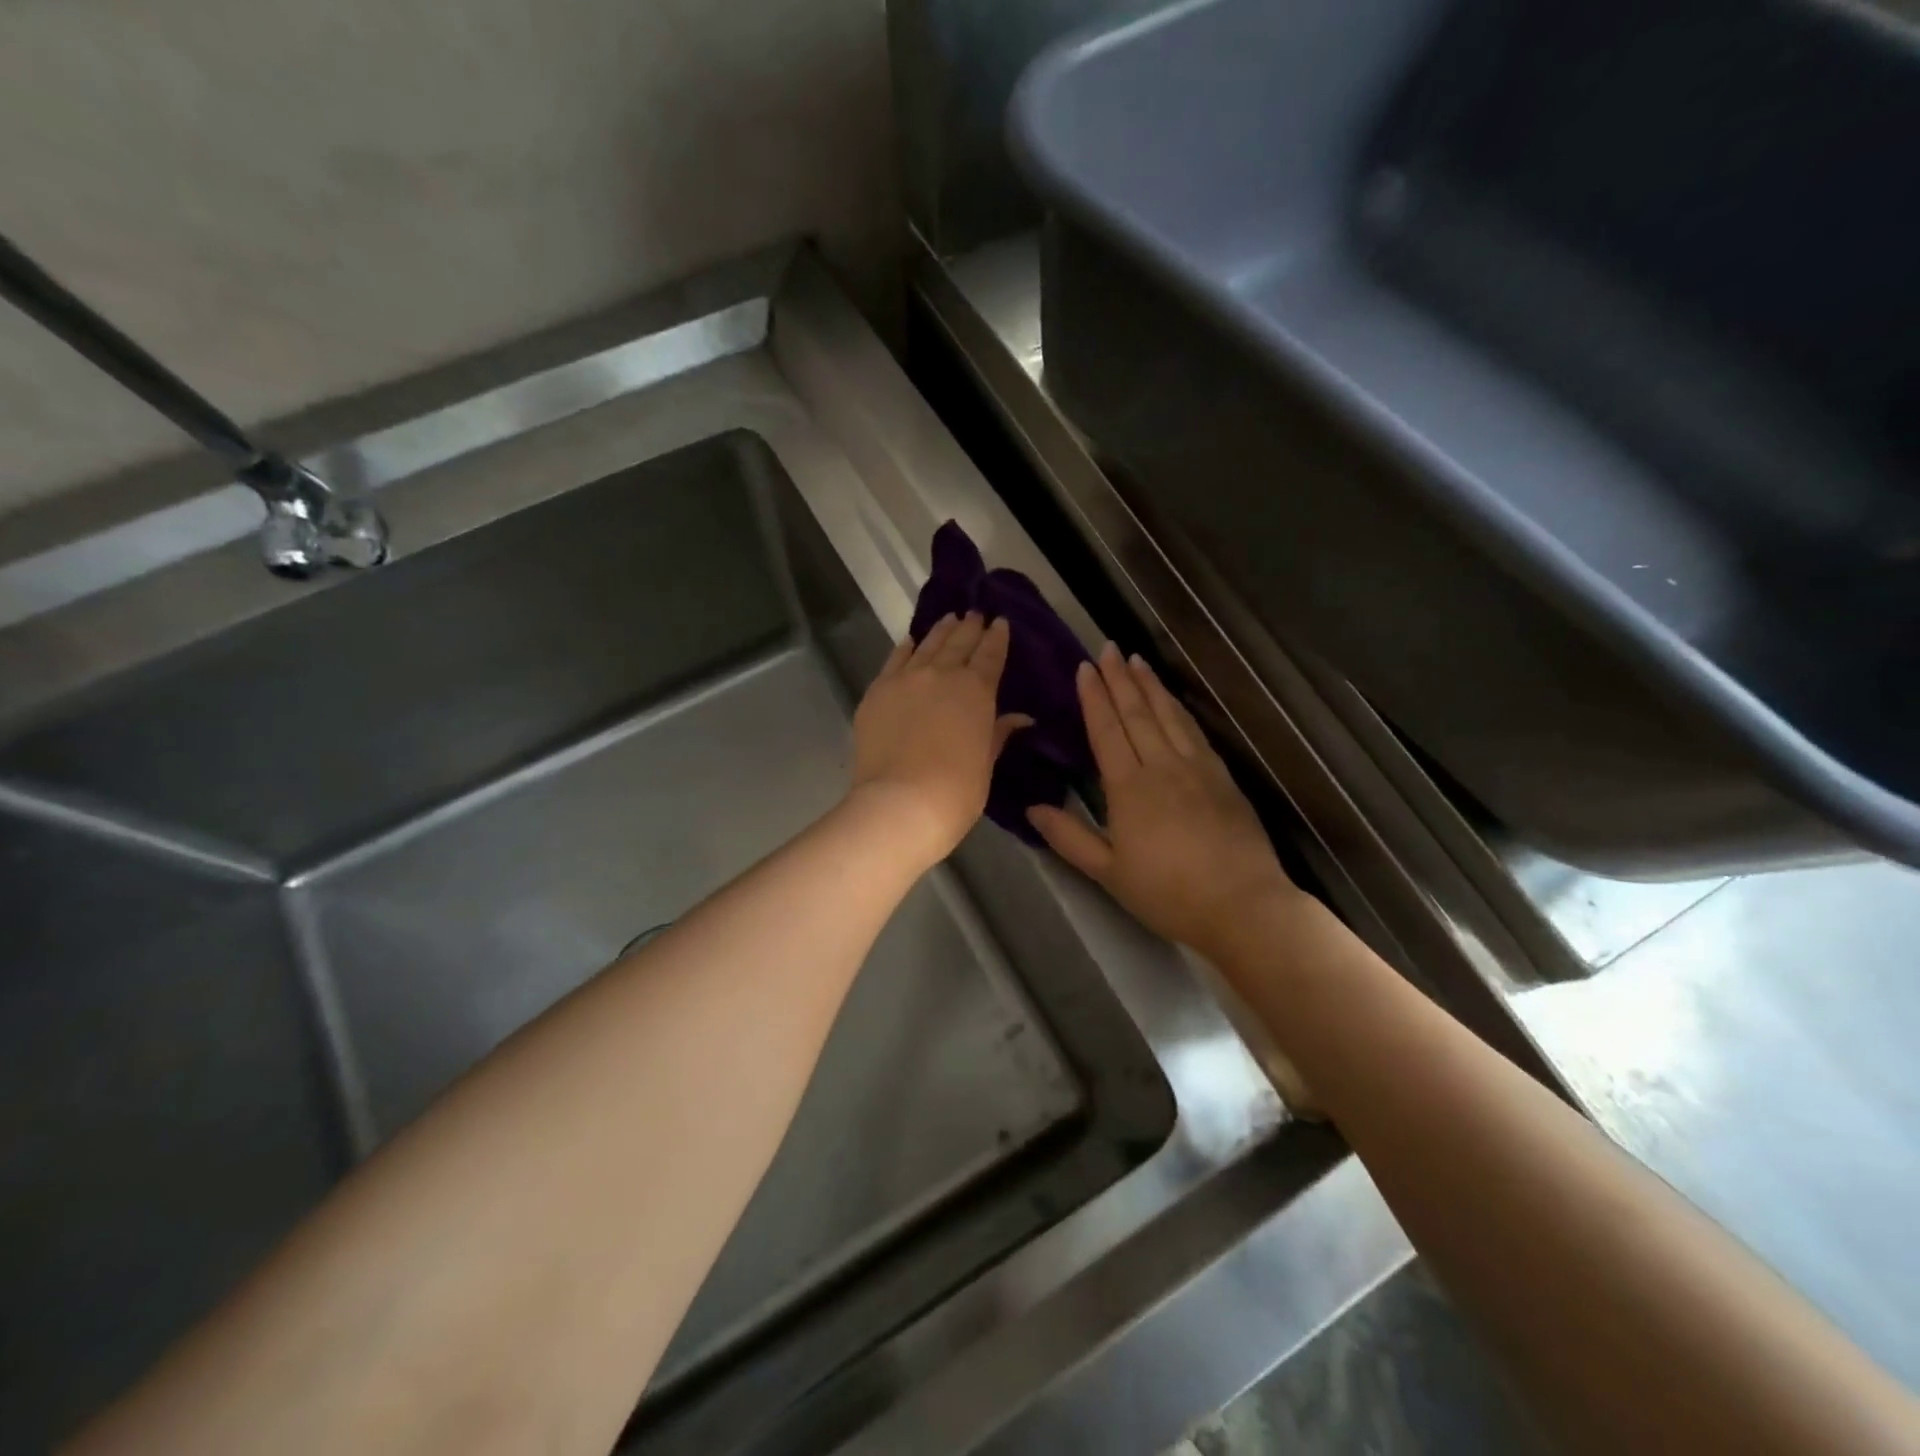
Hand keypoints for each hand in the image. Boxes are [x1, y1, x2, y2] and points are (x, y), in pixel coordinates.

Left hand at [851, 612, 1030, 866]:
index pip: (990, 654)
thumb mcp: (985, 763)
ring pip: (926, 645)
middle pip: (958, 642)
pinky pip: (894, 660)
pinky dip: (906, 648)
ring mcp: (905, 679)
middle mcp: (941, 674)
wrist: (900, 804)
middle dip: (969, 627)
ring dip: (940, 631)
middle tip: (975, 614)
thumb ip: (998, 733)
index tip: (1000, 622)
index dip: (997, 637)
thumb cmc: (956, 791)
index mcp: (976, 690)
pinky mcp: (877, 691)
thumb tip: (1020, 718)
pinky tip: (910, 643)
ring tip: (948, 619)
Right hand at [1027, 645, 1299, 956]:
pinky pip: (1195, 731)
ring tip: (1137, 660)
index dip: (1094, 698)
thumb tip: (1032, 808)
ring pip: (1168, 716)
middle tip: (1108, 648)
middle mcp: (1162, 766)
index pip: (1107, 730)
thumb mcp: (1109, 873)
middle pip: (1137, 713)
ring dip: (1151, 686)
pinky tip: (1173, 700)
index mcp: (1129, 788)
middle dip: (1120, 679)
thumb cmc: (1167, 893)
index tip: (1085, 668)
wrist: (1241, 905)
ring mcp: (1197, 768)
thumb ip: (1069, 837)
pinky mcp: (1222, 777)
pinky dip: (1180, 709)